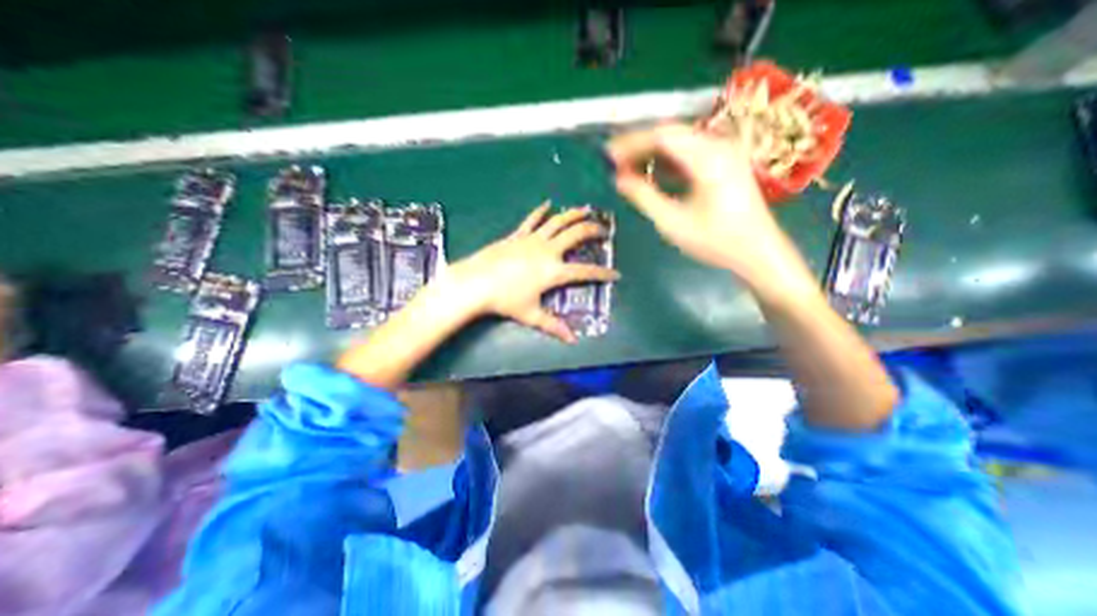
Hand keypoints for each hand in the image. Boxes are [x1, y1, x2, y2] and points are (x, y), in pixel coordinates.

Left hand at [446, 201, 614, 344]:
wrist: (476, 283)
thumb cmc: (506, 300)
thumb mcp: (531, 315)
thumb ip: (553, 326)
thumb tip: (572, 340)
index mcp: (554, 271)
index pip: (585, 271)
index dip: (602, 273)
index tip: (615, 273)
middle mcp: (548, 251)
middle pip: (576, 235)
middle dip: (592, 230)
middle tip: (603, 230)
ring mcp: (532, 239)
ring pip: (558, 221)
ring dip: (573, 214)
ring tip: (586, 209)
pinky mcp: (518, 235)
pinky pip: (532, 220)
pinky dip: (541, 211)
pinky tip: (548, 203)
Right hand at [609, 124, 802, 291]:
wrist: (758, 251)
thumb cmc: (716, 241)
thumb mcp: (673, 222)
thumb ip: (644, 197)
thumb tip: (619, 179)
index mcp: (707, 157)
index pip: (662, 136)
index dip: (632, 143)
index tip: (609, 155)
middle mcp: (718, 146)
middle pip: (671, 135)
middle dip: (639, 146)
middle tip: (615, 161)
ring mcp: (723, 153)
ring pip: (679, 143)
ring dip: (652, 153)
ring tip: (628, 167)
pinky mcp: (724, 164)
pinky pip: (689, 154)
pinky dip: (667, 162)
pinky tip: (652, 173)